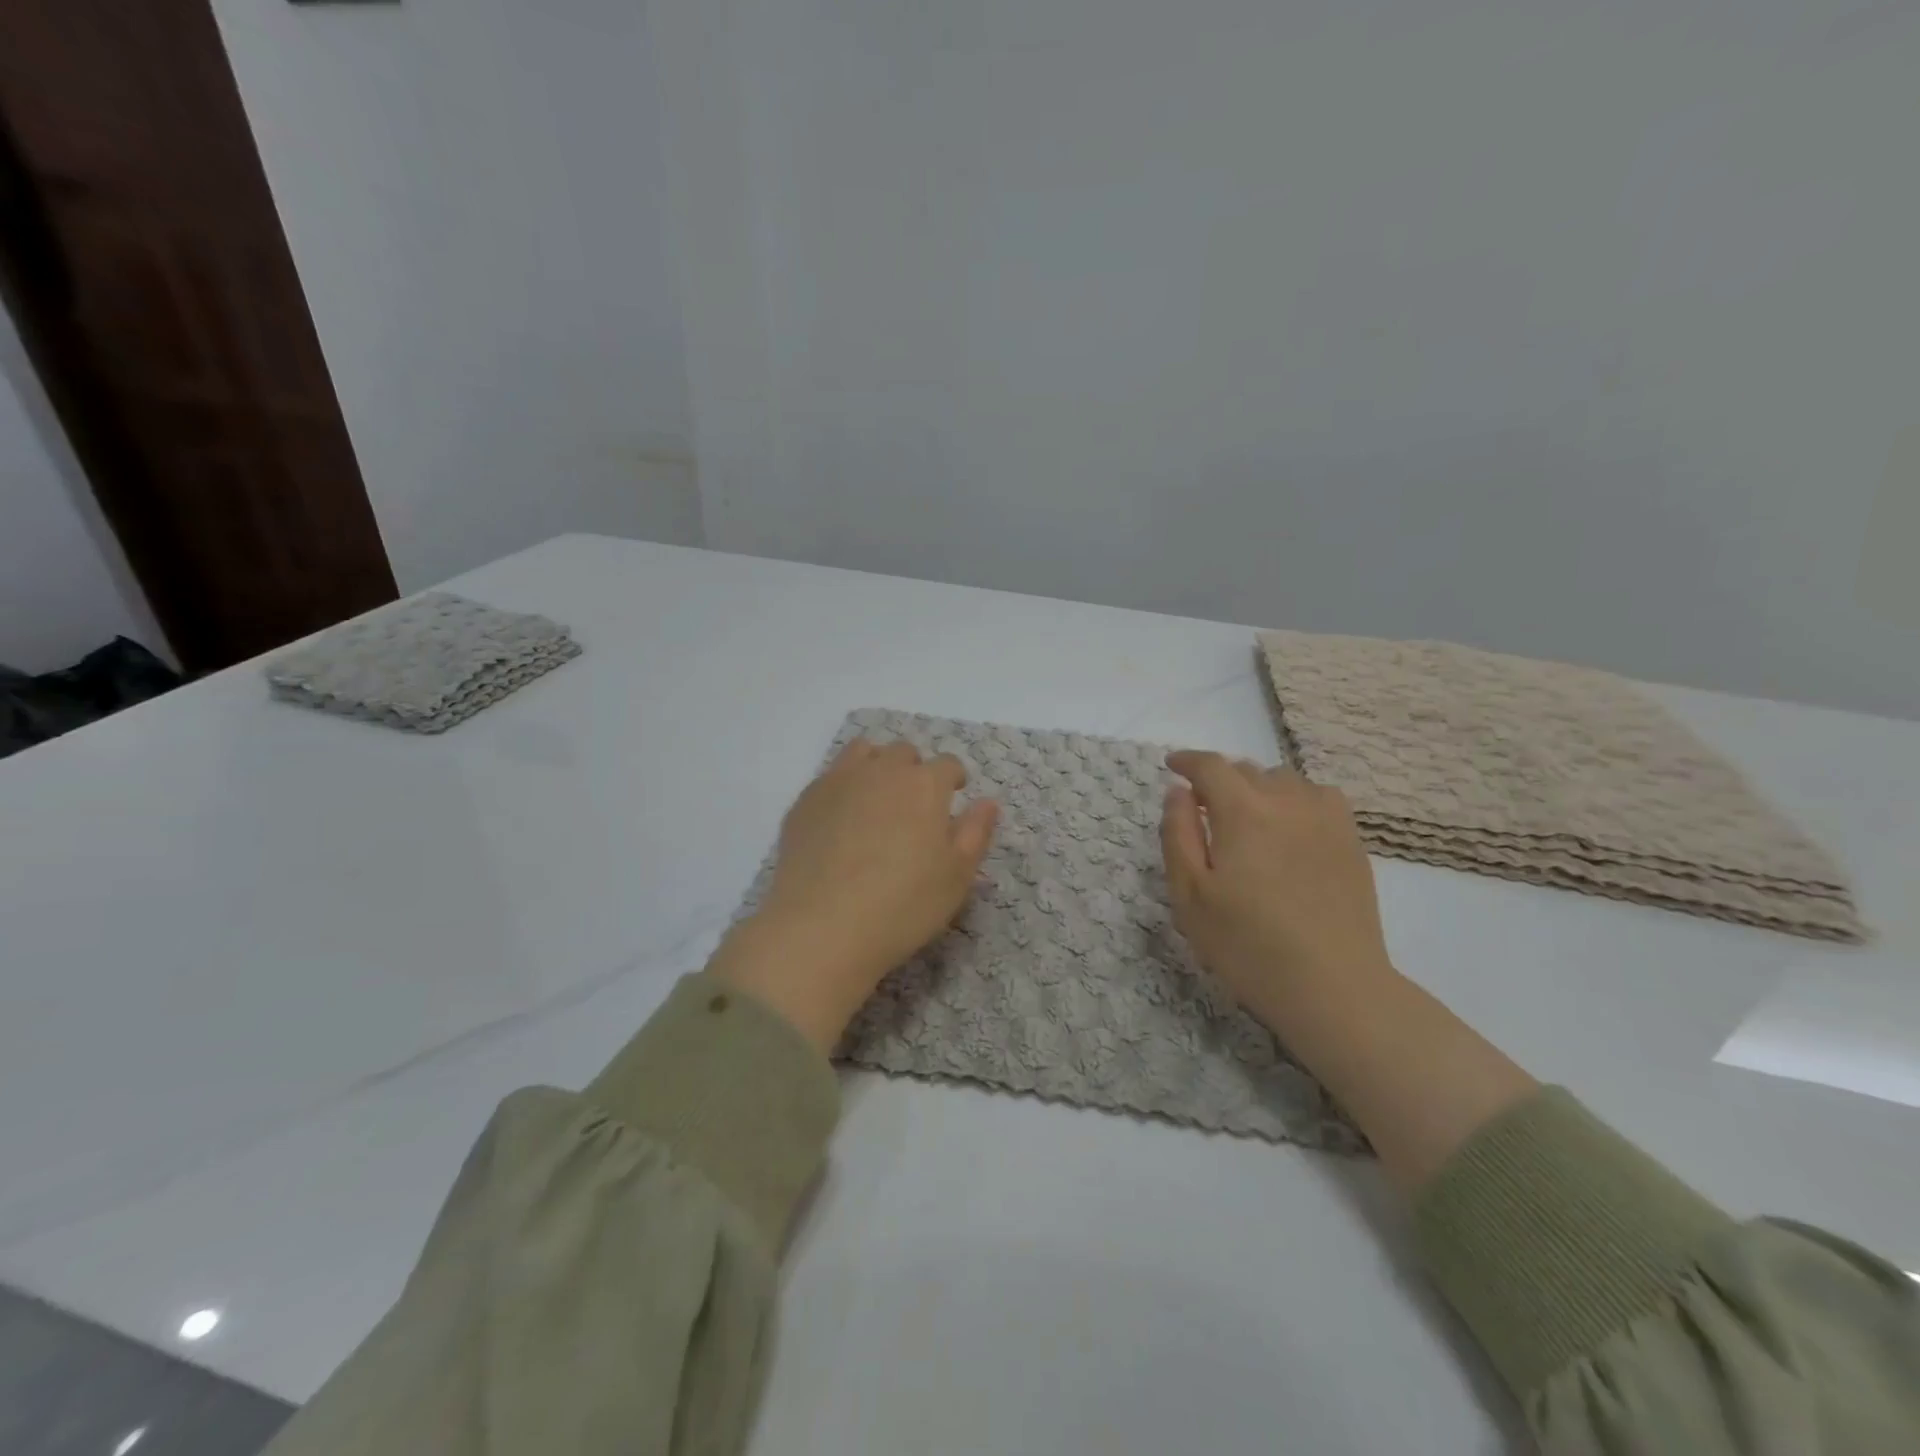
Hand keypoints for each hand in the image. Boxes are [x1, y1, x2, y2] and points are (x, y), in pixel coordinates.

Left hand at [712, 738, 999, 1051]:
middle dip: (914, 770)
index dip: (954, 779)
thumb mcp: (957, 877)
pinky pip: (830, 778)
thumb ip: (976, 833)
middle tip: (914, 805)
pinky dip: (843, 788)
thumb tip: (988, 802)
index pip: (947, 764)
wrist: (822, 927)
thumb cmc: (903, 905)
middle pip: (903, 753)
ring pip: (863, 753)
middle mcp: (882, 771)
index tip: (954, 795)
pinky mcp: (805, 801)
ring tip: (877, 800)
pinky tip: (841, 821)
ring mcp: (838, 782)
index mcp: (924, 785)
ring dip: (877, 767)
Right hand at [1160, 751, 1395, 1028]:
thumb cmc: (1247, 944)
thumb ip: (1177, 834)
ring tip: (1246, 817)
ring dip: (1256, 787)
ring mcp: (1325, 819)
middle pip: (1246, 769)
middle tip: (1203, 806)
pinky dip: (1295, 798)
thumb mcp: (1189, 895)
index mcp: (1242, 812)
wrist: (1332, 985)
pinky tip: (1290, 825)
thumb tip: (1178, 792)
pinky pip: (1318, 796)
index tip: (1172, 766)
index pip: (1210, 766)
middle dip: (1219, 778)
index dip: (1187, 760)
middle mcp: (1286, 802)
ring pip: (1283, 779)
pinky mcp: (1350, 840)